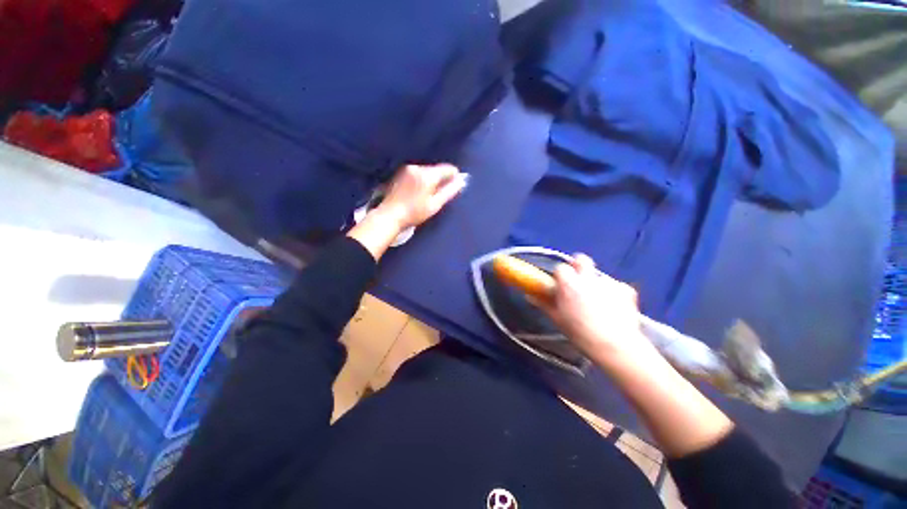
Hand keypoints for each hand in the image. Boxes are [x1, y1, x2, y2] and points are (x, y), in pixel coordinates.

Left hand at [375, 163, 467, 230]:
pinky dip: (422, 179)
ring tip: (429, 195)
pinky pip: (417, 173)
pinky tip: (419, 192)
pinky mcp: (401, 173)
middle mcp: (418, 167)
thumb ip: (450, 191)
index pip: (447, 169)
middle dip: (441, 179)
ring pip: (427, 171)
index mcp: (428, 175)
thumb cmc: (414, 213)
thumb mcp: (435, 204)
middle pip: (436, 169)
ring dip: (431, 179)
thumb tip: (462, 180)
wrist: (390, 215)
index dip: (454, 176)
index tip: (456, 185)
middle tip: (441, 194)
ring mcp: (408, 169)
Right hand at [537, 255, 659, 369]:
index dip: (559, 275)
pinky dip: (614, 295)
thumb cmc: (579, 333)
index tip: (559, 285)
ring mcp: (609, 282)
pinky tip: (614, 309)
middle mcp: (588, 278)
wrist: (614, 346)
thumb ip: (543, 304)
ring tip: (599, 303)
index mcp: (569, 284)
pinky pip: (617, 287)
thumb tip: (529, 296)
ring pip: (599, 276)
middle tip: (578, 281)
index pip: (560, 267)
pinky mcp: (626, 290)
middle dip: (578, 266)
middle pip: (581, 259)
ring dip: (596, 284)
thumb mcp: (557, 319)